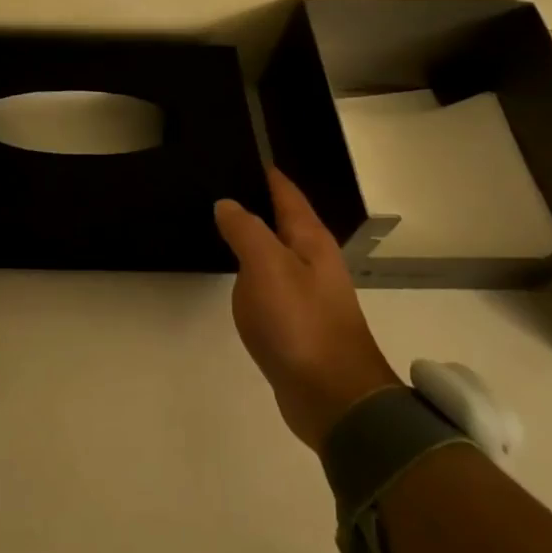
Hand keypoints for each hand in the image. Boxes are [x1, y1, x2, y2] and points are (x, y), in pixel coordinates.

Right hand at [214, 169, 399, 448]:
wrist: (334, 398)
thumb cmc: (301, 324)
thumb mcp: (266, 266)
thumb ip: (245, 230)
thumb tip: (227, 204)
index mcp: (310, 241)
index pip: (287, 194)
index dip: (266, 174)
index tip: (240, 154)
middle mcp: (313, 261)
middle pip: (282, 220)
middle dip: (255, 202)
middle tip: (217, 185)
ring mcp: (307, 293)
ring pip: (275, 252)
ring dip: (252, 237)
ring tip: (219, 224)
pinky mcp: (297, 322)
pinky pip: (269, 283)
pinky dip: (251, 271)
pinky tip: (234, 275)